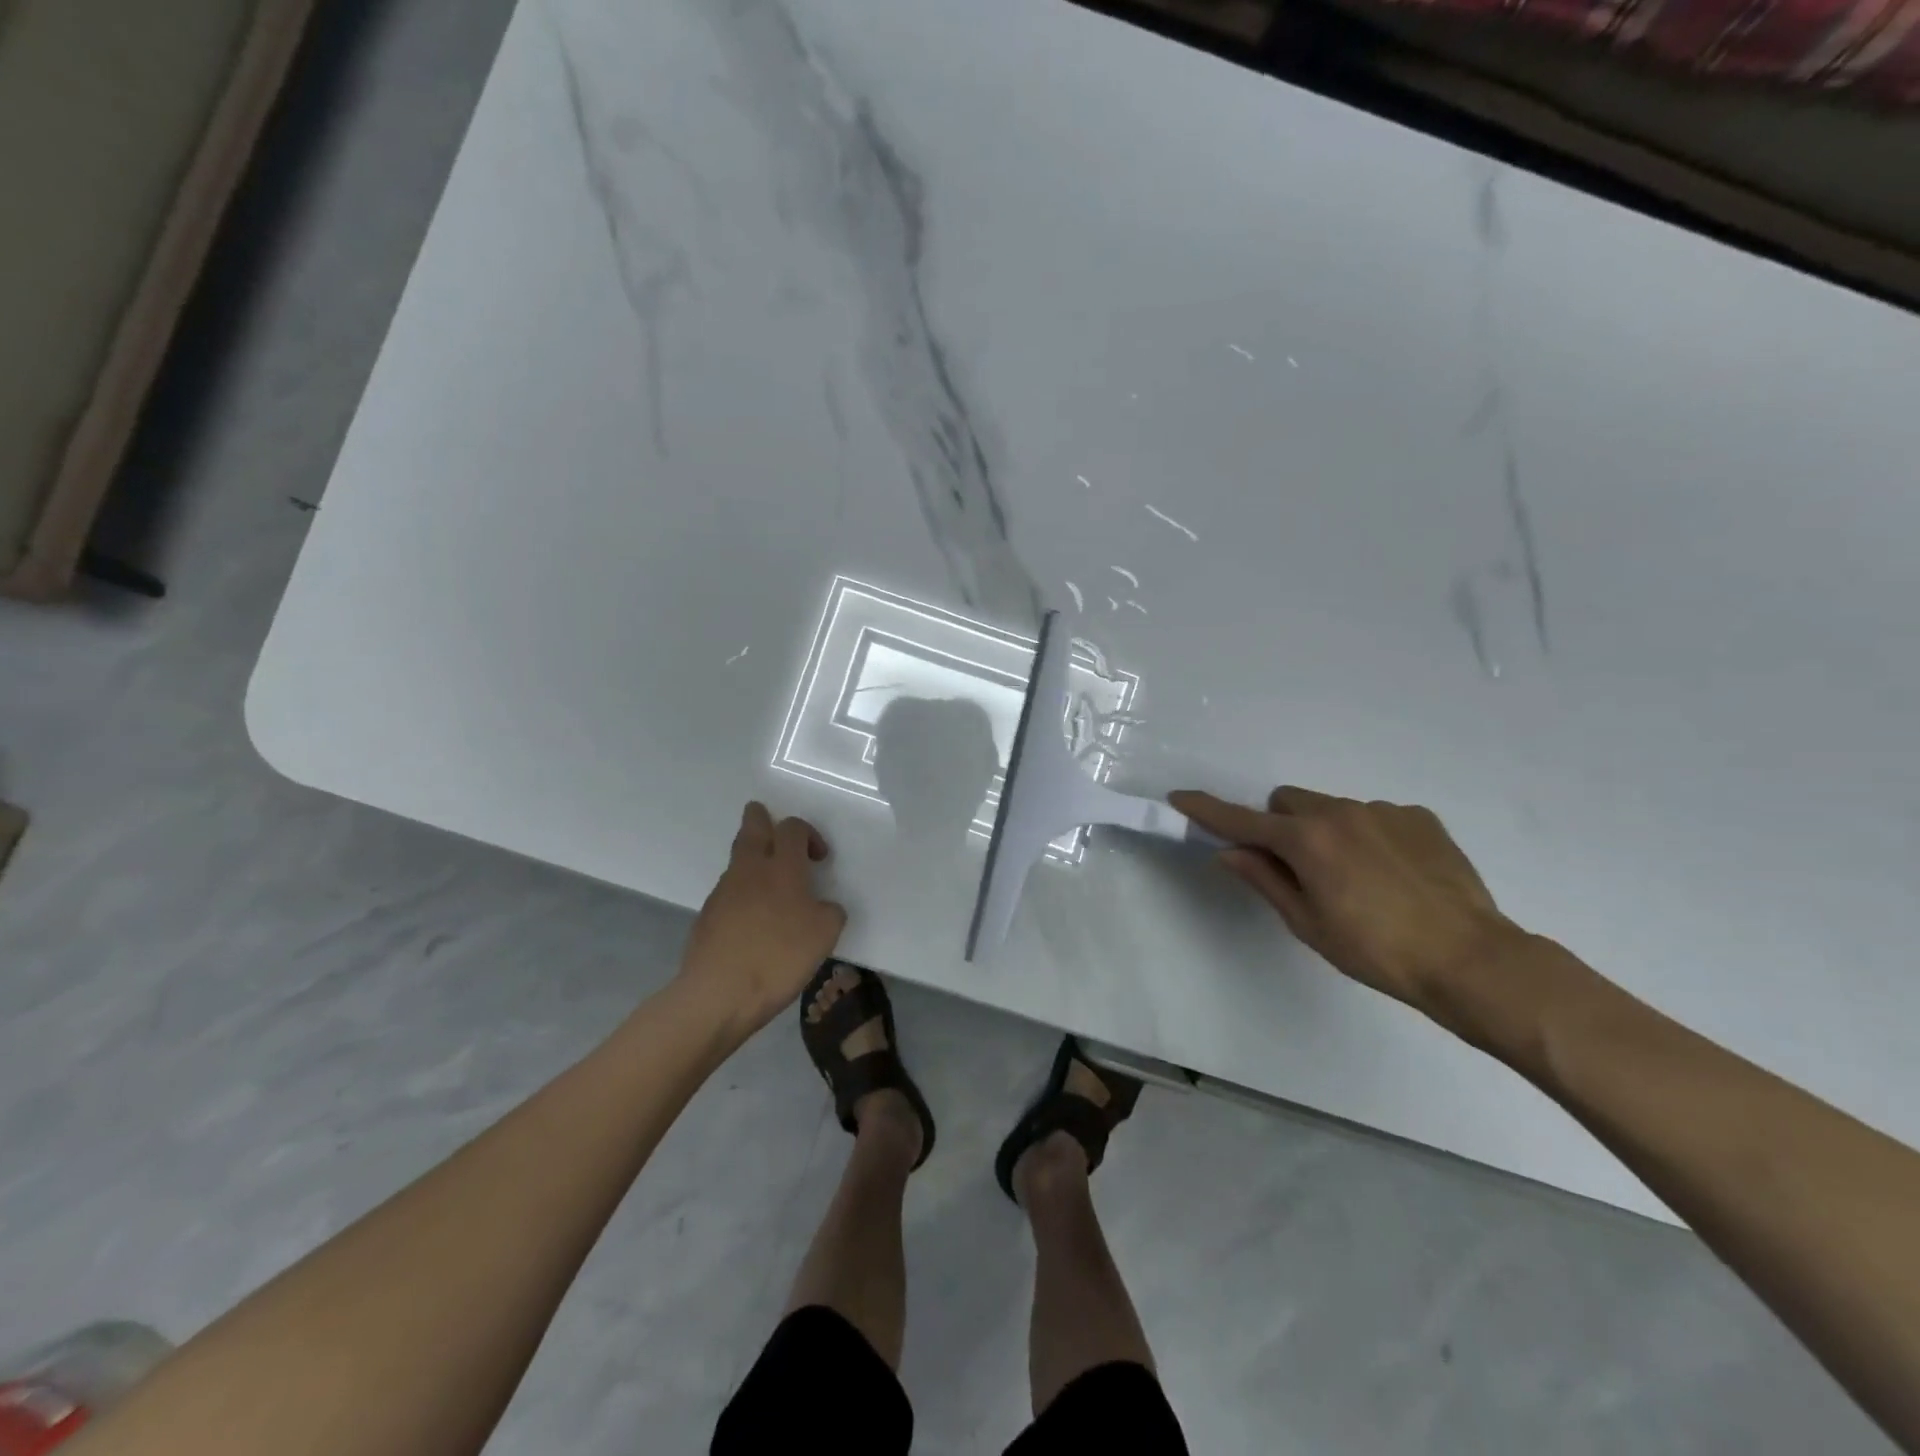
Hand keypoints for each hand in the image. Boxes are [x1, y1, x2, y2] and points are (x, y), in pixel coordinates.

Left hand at [678, 802, 847, 1037]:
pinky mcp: (707, 916)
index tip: (819, 857)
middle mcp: (749, 869)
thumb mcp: (825, 935)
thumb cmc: (779, 957)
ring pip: (738, 859)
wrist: (718, 993)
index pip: (792, 828)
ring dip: (753, 859)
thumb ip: (830, 912)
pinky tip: (753, 919)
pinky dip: (742, 893)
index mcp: (782, 867)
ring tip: (769, 880)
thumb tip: (822, 907)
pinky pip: (729, 891)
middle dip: (761, 819)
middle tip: (769, 821)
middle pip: (752, 827)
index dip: (808, 834)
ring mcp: (723, 891)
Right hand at [1171, 786, 1523, 1017]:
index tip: (1180, 797)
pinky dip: (1367, 837)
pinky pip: (1374, 817)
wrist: (1471, 958)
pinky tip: (1392, 875)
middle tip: (1295, 868)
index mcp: (1306, 841)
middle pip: (1287, 803)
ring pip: (1331, 809)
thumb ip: (1265, 880)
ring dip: (1324, 832)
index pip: (1241, 820)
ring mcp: (1382, 811)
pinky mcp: (1419, 818)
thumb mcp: (1308, 923)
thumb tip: (1229, 852)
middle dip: (1279, 826)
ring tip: (1356, 879)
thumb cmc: (1376, 951)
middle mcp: (1339, 812)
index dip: (1207, 810)